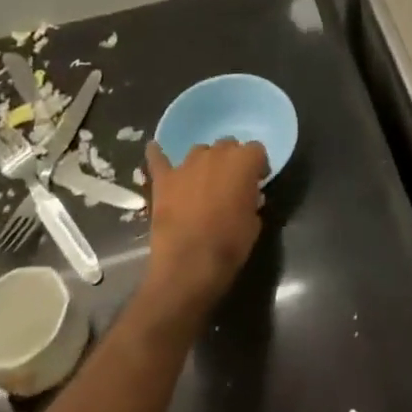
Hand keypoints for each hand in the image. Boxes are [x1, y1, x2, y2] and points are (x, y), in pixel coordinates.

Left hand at [140, 138, 268, 317]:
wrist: (189, 266)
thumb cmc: (230, 245)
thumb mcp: (254, 223)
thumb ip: (252, 200)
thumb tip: (247, 197)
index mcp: (244, 161)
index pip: (256, 150)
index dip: (257, 166)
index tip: (257, 182)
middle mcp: (216, 154)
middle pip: (228, 145)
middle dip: (231, 160)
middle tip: (230, 183)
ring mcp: (187, 165)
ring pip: (199, 151)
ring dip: (204, 162)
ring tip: (203, 180)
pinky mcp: (164, 180)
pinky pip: (158, 159)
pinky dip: (157, 154)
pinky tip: (154, 149)